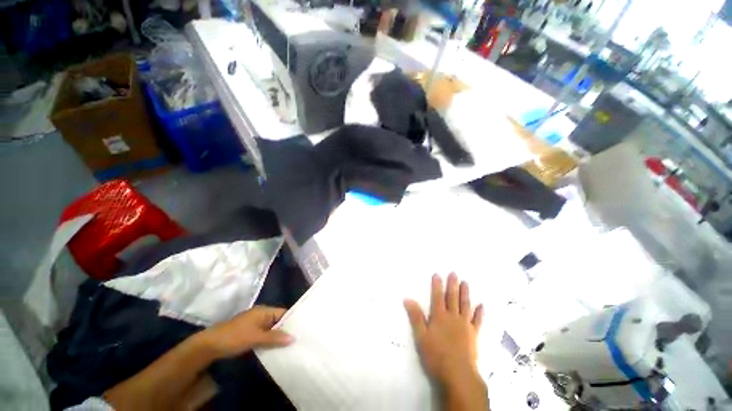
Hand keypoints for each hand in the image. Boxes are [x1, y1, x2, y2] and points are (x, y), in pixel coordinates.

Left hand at [200, 306, 293, 358]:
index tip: (302, 330)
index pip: (283, 313)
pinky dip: (270, 341)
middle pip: (278, 321)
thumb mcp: (256, 337)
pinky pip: (264, 335)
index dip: (292, 320)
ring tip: (290, 346)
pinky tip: (276, 349)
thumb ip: (275, 337)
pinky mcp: (250, 333)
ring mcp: (255, 324)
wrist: (209, 345)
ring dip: (278, 337)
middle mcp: (261, 315)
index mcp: (264, 311)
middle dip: (286, 330)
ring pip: (271, 330)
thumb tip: (293, 337)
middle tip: (298, 340)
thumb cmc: (235, 337)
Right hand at [404, 273, 483, 386]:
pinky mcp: (474, 335)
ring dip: (465, 293)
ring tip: (465, 283)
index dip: (437, 285)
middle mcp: (453, 317)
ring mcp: (465, 325)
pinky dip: (480, 313)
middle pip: (452, 298)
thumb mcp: (421, 336)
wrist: (458, 375)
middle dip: (452, 285)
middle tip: (454, 273)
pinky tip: (482, 305)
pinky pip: (477, 321)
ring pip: (465, 305)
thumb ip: (415, 317)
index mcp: (439, 316)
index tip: (437, 274)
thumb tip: (407, 298)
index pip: (437, 297)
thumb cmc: (436, 355)